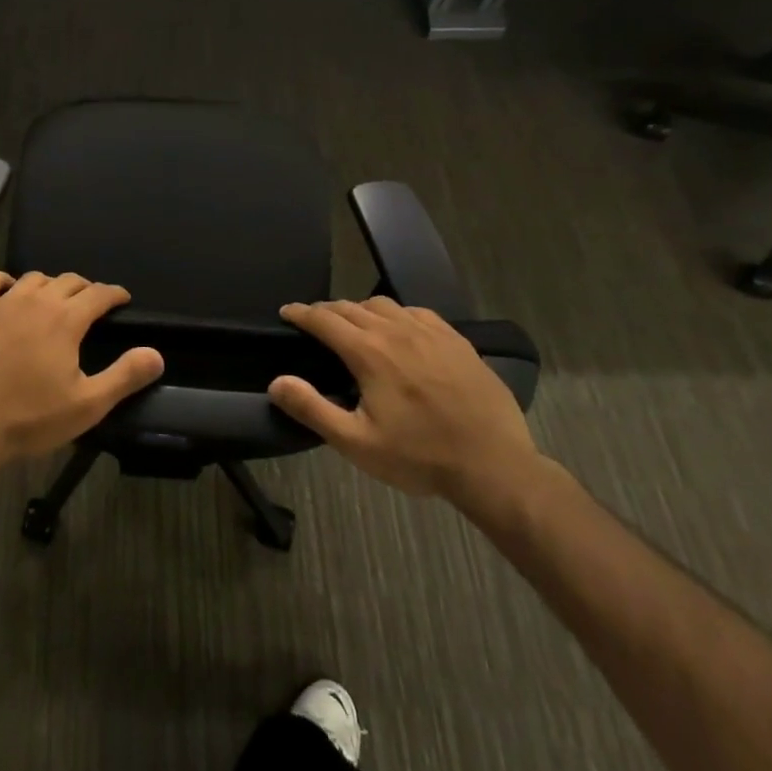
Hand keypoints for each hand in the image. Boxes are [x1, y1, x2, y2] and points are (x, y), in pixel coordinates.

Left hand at [0, 271, 164, 468]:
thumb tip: (156, 354)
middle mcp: (36, 301)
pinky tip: (9, 291)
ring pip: (33, 278)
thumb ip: (124, 376)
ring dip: (50, 284)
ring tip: (54, 299)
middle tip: (91, 303)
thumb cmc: (28, 419)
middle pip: (67, 281)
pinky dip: (6, 281)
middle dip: (85, 288)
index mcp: (66, 320)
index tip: (122, 299)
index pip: (98, 294)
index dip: (114, 294)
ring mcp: (1, 303)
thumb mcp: (86, 405)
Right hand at [268, 298, 537, 503]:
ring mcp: (431, 332)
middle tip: (314, 322)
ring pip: (384, 304)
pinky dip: (397, 314)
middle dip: (327, 311)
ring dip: (360, 309)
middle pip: (351, 307)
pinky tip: (400, 330)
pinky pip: (417, 312)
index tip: (286, 311)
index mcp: (368, 352)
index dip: (300, 313)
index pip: (324, 319)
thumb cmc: (420, 457)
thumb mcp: (357, 443)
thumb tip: (276, 381)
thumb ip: (312, 409)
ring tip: (354, 324)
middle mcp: (396, 331)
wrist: (495, 466)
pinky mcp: (457, 340)